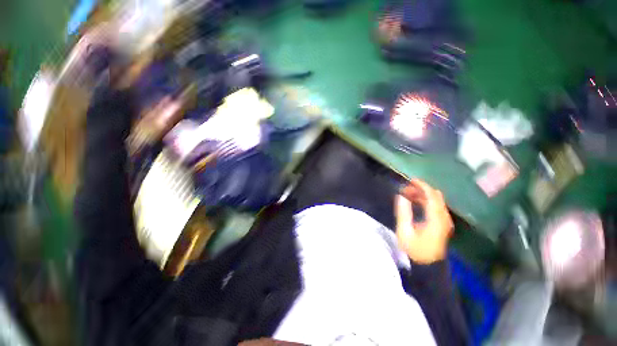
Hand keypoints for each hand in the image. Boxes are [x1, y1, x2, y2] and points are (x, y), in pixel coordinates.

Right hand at [395, 179, 452, 263]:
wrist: (427, 266)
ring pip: (436, 201)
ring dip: (423, 195)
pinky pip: (435, 207)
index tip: (411, 180)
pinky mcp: (442, 224)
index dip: (423, 186)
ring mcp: (445, 222)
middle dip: (421, 190)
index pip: (432, 197)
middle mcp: (444, 218)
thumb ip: (403, 212)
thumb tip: (401, 196)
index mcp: (436, 220)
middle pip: (436, 197)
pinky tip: (415, 201)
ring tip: (408, 194)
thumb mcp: (404, 231)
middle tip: (406, 188)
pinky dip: (425, 201)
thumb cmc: (414, 249)